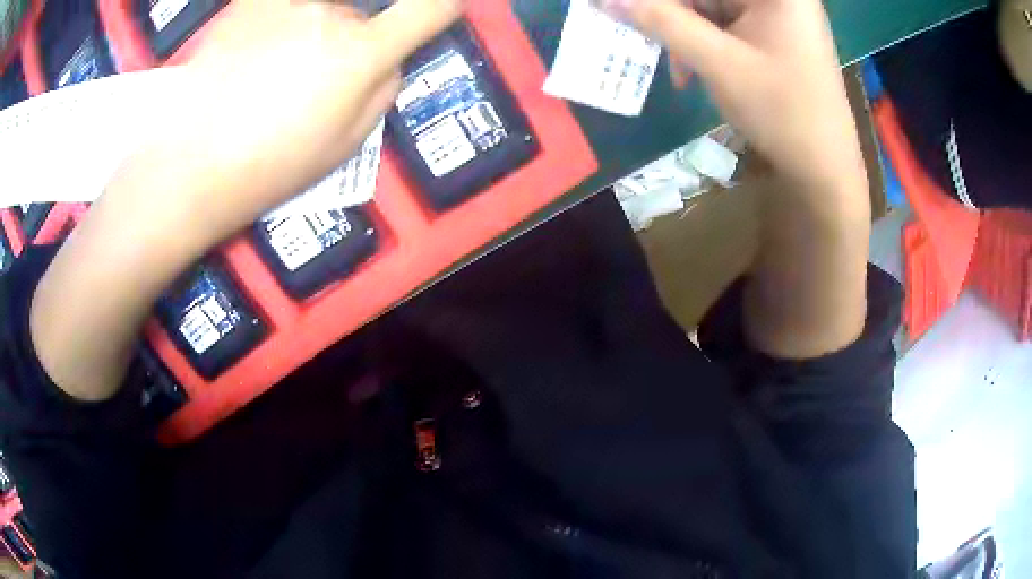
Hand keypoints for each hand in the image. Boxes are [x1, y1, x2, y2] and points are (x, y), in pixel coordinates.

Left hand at [150, 0, 463, 235]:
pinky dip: (283, 21)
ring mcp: (286, 3)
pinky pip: (283, 6)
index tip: (438, 11)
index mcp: (360, 53)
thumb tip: (389, 58)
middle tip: (313, 81)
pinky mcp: (250, 3)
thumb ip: (383, 91)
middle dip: (348, 41)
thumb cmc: (270, 165)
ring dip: (310, 30)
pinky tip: (259, 50)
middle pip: (358, 16)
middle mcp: (330, 12)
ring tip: (271, 72)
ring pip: (319, 9)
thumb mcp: (344, 146)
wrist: (191, 163)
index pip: (428, 9)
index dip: (442, 7)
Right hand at [598, 0, 865, 195]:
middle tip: (652, 42)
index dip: (665, 2)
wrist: (826, 170)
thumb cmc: (781, 113)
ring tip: (681, 71)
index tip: (630, 12)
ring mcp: (780, 15)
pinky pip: (729, 26)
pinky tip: (698, 68)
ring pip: (715, 8)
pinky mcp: (777, 35)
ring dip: (688, 33)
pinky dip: (708, 43)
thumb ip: (662, 23)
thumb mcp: (718, 63)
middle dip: (676, 16)